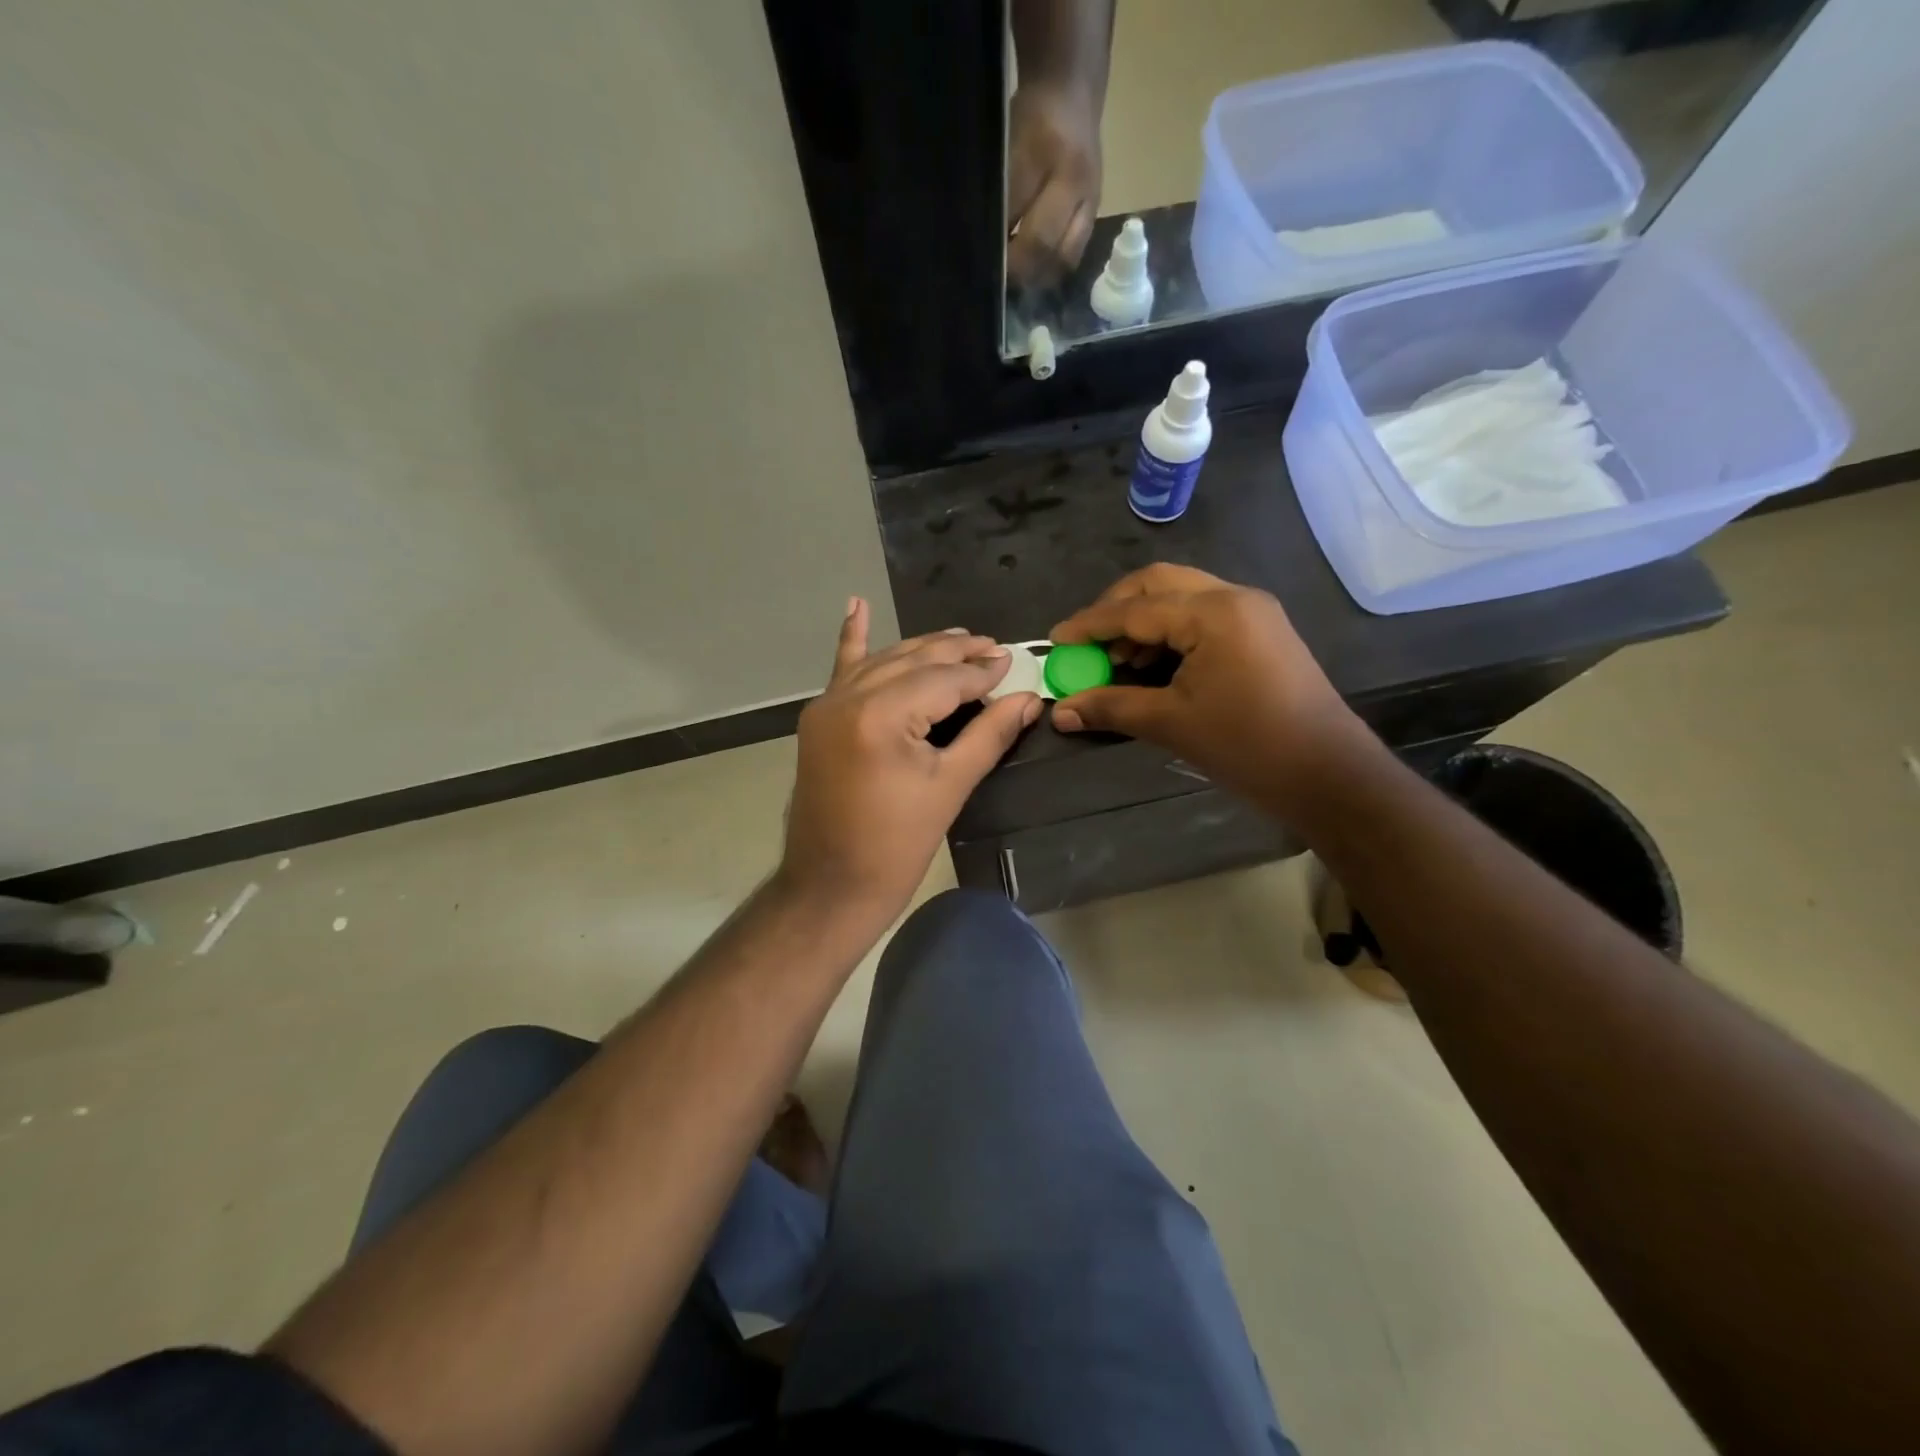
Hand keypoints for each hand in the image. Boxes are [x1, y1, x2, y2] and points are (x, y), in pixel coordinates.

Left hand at [780, 598, 1041, 917]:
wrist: (830, 886)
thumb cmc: (896, 846)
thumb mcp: (950, 787)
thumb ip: (990, 735)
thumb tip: (1030, 700)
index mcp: (881, 715)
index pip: (943, 679)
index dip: (981, 672)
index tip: (1011, 662)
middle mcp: (848, 697)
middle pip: (913, 661)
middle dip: (956, 652)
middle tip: (992, 647)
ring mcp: (827, 705)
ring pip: (884, 661)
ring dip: (921, 649)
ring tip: (958, 639)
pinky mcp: (818, 719)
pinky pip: (841, 669)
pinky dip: (852, 639)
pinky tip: (856, 605)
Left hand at [1006, 80, 1101, 287]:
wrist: (1072, 92)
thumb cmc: (1029, 116)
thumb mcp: (1005, 143)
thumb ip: (999, 193)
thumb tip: (986, 245)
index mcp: (1043, 150)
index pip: (1014, 214)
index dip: (998, 244)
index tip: (983, 262)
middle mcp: (1073, 178)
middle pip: (1043, 245)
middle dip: (1017, 269)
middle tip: (999, 279)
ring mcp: (1090, 198)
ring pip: (1062, 258)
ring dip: (1037, 276)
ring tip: (1017, 279)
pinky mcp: (1096, 213)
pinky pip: (1073, 255)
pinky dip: (1051, 269)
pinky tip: (1035, 271)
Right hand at [1046, 564, 1359, 808]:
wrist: (1327, 775)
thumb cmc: (1246, 745)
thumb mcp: (1170, 723)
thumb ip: (1111, 707)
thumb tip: (1061, 711)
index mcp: (1213, 612)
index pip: (1134, 608)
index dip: (1089, 625)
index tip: (1055, 640)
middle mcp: (1233, 597)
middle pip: (1158, 584)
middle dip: (1115, 609)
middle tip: (1087, 642)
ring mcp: (1252, 612)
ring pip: (1182, 596)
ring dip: (1143, 621)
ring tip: (1117, 660)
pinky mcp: (1261, 632)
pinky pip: (1202, 616)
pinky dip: (1170, 632)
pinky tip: (1152, 665)